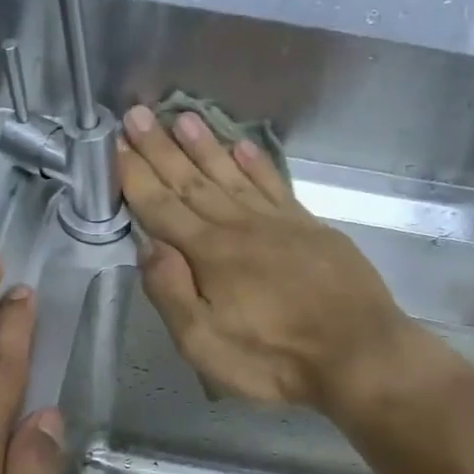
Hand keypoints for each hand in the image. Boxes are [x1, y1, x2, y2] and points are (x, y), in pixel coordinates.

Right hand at [117, 104, 424, 411]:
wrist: (359, 353)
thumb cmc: (274, 359)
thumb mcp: (204, 344)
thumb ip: (171, 292)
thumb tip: (147, 244)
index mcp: (209, 253)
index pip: (161, 207)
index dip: (135, 176)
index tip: (114, 144)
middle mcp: (239, 226)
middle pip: (191, 181)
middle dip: (160, 148)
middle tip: (136, 113)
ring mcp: (278, 222)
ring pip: (231, 174)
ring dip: (203, 146)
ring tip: (181, 116)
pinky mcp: (310, 227)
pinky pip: (274, 184)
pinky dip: (255, 163)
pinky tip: (242, 147)